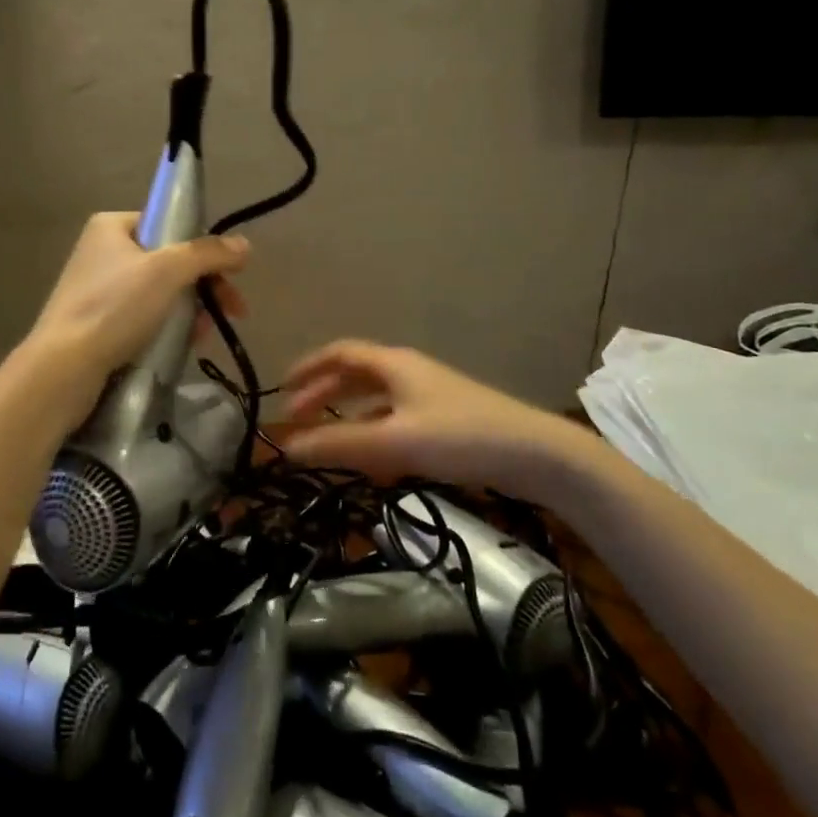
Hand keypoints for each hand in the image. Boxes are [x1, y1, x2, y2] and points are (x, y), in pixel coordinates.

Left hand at [29, 212, 249, 405]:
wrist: (63, 369)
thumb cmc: (114, 308)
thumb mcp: (167, 272)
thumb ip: (208, 253)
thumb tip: (244, 245)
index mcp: (112, 227)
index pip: (169, 224)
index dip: (203, 246)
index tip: (230, 273)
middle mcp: (103, 251)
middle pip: (170, 260)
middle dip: (204, 285)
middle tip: (234, 309)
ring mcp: (99, 289)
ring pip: (161, 292)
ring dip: (191, 309)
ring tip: (205, 334)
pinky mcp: (99, 322)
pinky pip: (145, 316)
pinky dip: (169, 327)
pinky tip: (187, 344)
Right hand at [280, 340, 575, 499]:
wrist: (535, 454)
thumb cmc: (459, 436)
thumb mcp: (393, 441)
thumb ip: (338, 444)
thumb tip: (286, 447)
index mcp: (393, 364)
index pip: (339, 353)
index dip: (308, 368)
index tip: (282, 390)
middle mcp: (408, 372)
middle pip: (356, 375)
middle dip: (323, 394)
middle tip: (295, 420)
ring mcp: (429, 395)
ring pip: (376, 400)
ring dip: (347, 417)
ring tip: (325, 441)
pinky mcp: (445, 420)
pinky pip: (396, 420)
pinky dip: (375, 434)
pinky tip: (372, 463)